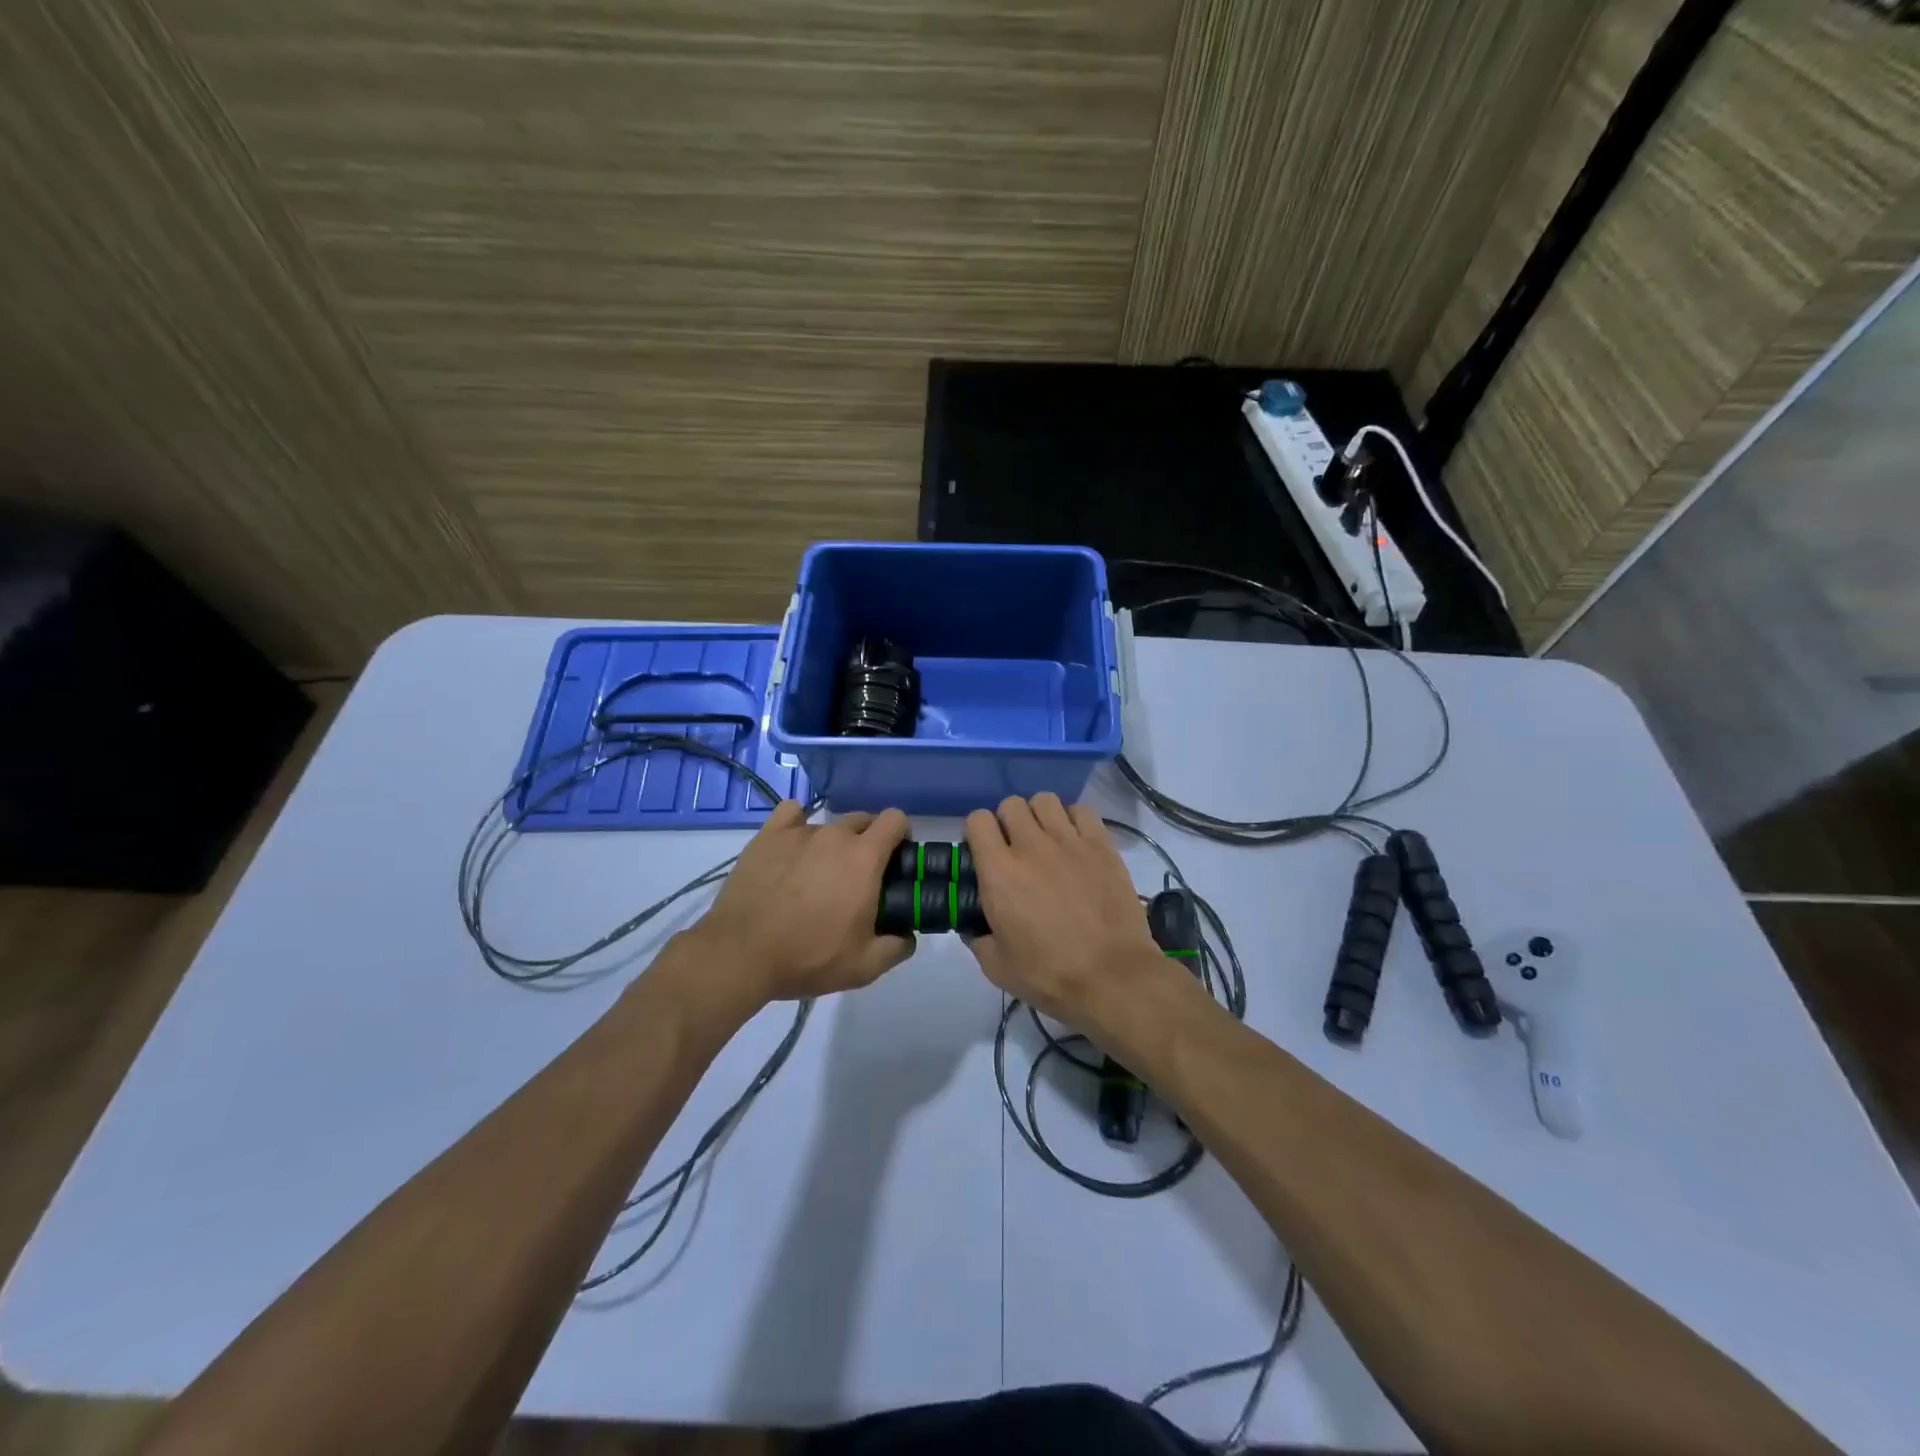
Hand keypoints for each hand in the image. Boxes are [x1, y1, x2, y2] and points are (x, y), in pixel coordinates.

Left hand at [691, 800, 914, 1002]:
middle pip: (863, 819)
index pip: (895, 819)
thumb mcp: (864, 967)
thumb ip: (896, 948)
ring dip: (833, 842)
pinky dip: (798, 823)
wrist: (741, 954)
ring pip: (828, 825)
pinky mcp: (767, 836)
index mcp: (864, 858)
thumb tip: (907, 935)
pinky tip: (793, 844)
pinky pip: (791, 813)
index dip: (901, 834)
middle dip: (869, 839)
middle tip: (860, 874)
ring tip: (818, 874)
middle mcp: (834, 835)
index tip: (896, 857)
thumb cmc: (808, 957)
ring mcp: (799, 832)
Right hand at [963, 794, 1166, 1023]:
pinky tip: (1075, 841)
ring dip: (1039, 816)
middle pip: (1011, 804)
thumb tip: (973, 926)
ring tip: (1046, 840)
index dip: (977, 833)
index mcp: (999, 872)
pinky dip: (1074, 819)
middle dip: (1007, 822)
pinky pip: (1082, 810)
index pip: (977, 820)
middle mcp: (1031, 846)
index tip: (982, 852)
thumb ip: (977, 938)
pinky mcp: (1102, 845)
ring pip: (1045, 800)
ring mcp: (1069, 841)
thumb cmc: (1050, 975)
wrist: (1112, 978)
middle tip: (1014, 849)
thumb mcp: (996, 967)